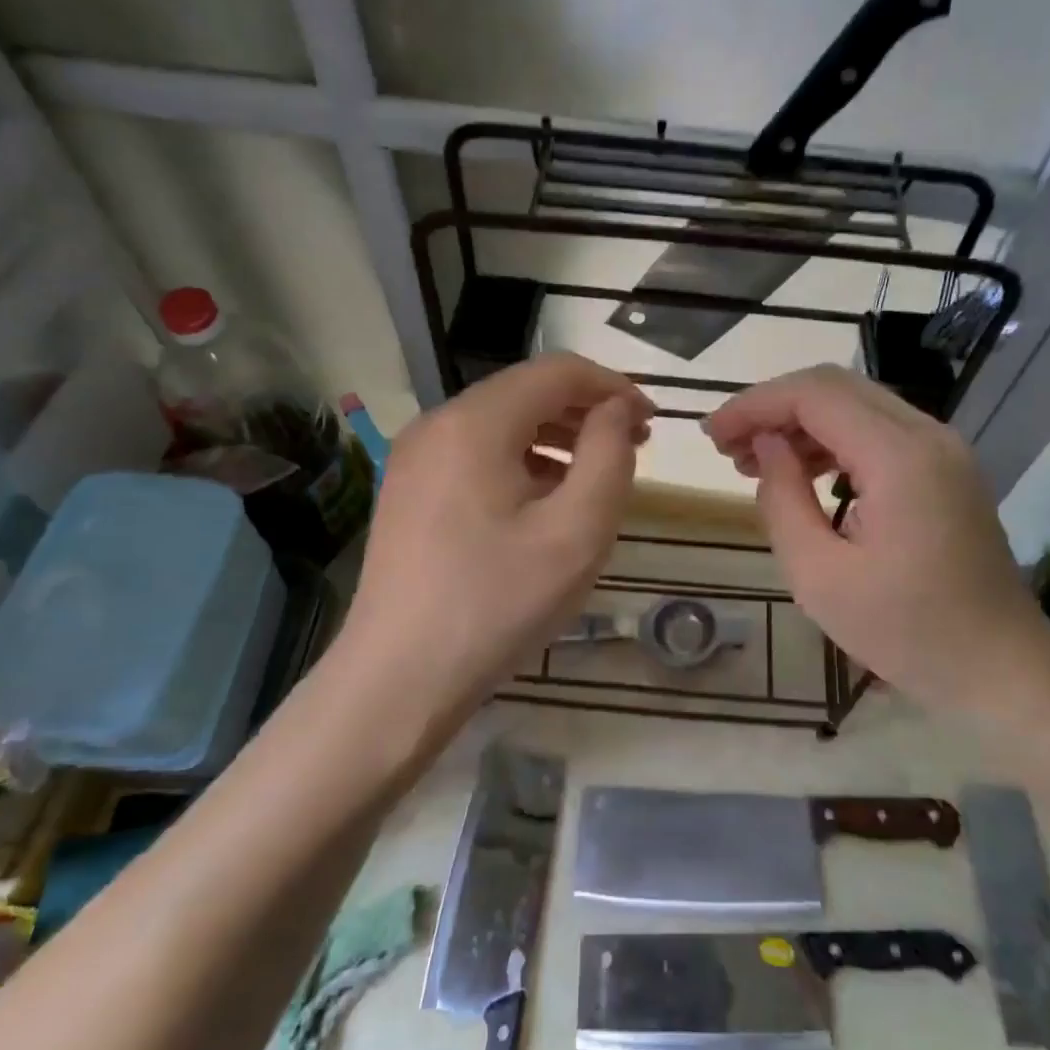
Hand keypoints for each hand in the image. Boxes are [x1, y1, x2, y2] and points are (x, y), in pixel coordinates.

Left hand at [334, 355, 650, 726]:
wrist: (399, 678)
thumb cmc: (496, 604)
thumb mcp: (576, 533)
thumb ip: (608, 457)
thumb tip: (615, 410)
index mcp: (475, 422)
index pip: (557, 371)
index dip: (612, 387)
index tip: (651, 422)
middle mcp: (437, 424)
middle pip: (526, 392)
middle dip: (585, 412)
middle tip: (632, 449)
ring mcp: (415, 457)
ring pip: (501, 423)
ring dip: (556, 437)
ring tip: (595, 476)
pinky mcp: (408, 490)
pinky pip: (476, 454)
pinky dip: (521, 461)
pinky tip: (544, 502)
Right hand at [704, 365, 1049, 716]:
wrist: (1001, 666)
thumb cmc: (906, 633)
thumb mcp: (819, 576)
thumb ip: (782, 499)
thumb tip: (766, 446)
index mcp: (900, 458)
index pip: (814, 395)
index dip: (755, 404)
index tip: (712, 435)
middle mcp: (927, 435)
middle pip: (835, 387)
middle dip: (772, 408)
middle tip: (726, 447)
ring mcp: (942, 448)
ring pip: (855, 404)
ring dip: (799, 422)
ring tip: (752, 461)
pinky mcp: (944, 467)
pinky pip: (877, 431)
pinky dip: (831, 440)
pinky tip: (801, 471)